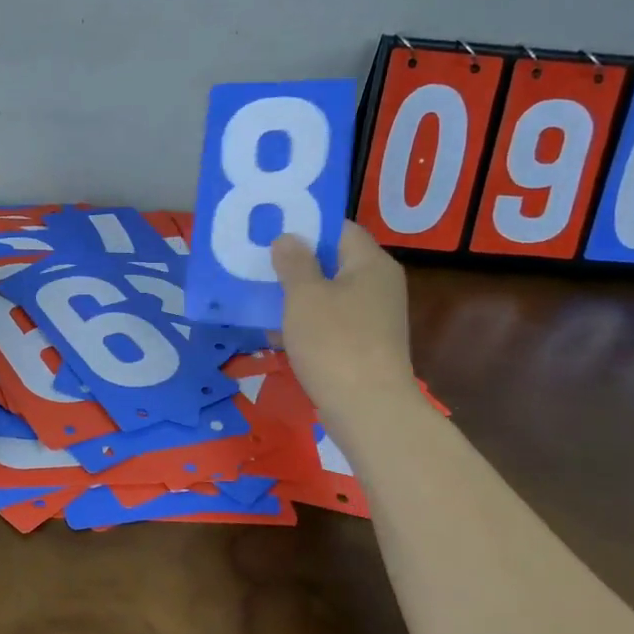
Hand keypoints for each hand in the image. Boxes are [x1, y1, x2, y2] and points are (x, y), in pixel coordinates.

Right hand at [271, 221, 416, 419]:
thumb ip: (293, 262)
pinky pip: (329, 321)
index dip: (305, 224)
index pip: (339, 228)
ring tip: (256, 292)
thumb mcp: (305, 296)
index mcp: (370, 264)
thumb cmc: (334, 342)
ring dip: (295, 293)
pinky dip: (304, 321)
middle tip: (256, 259)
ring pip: (328, 293)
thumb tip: (288, 238)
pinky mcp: (363, 345)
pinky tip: (274, 329)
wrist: (368, 409)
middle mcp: (377, 285)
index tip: (271, 228)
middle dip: (294, 261)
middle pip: (332, 261)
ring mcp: (372, 317)